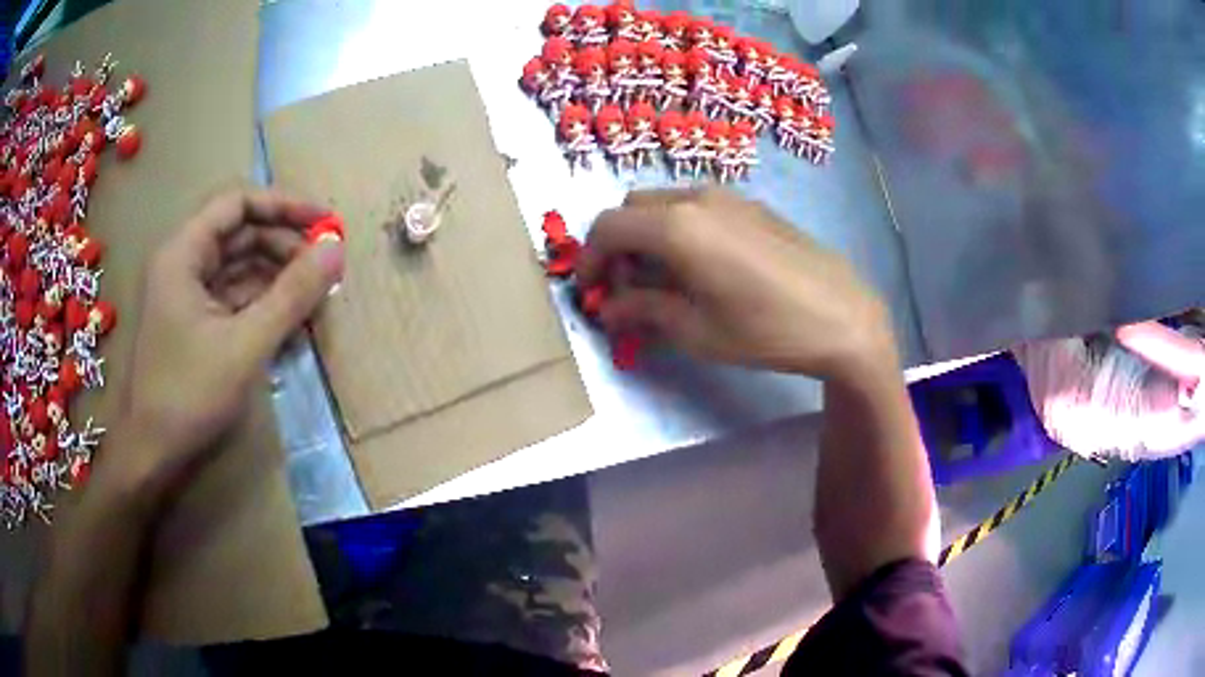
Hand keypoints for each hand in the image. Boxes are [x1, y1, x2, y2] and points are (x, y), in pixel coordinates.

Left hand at [116, 186, 343, 491]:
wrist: (153, 454)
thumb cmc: (189, 395)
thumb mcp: (245, 345)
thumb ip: (292, 295)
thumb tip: (337, 249)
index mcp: (183, 253)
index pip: (237, 203)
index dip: (283, 205)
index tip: (325, 224)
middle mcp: (183, 264)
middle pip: (240, 234)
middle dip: (284, 246)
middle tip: (325, 269)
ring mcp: (188, 296)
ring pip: (239, 267)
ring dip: (277, 277)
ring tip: (314, 297)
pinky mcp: (195, 324)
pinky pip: (234, 298)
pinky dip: (263, 304)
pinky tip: (290, 322)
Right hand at [577, 189, 894, 380]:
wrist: (841, 316)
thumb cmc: (765, 330)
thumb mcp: (695, 331)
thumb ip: (642, 310)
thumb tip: (609, 307)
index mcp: (676, 226)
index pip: (608, 228)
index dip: (588, 260)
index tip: (590, 292)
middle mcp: (696, 198)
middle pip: (632, 208)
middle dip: (617, 245)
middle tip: (625, 288)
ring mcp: (728, 197)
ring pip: (664, 204)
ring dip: (647, 235)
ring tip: (662, 280)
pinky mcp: (751, 206)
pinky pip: (697, 207)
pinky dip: (678, 229)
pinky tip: (700, 267)